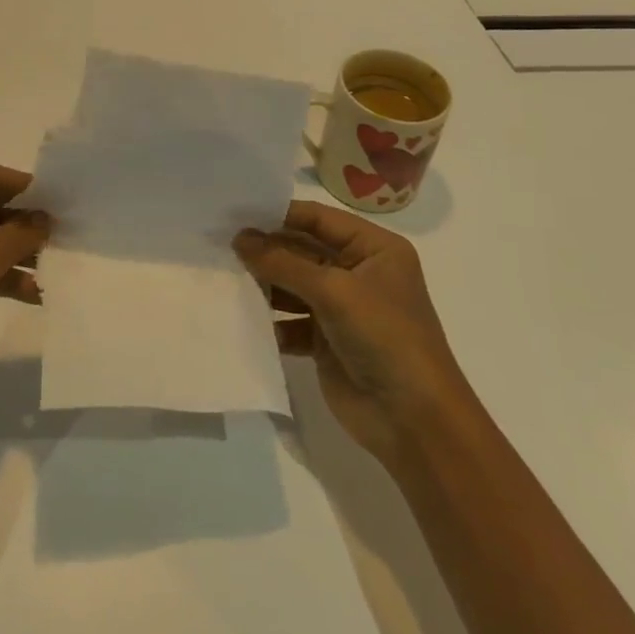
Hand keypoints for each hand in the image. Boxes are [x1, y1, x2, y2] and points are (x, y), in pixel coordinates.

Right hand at [234, 201, 460, 469]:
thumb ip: (284, 263)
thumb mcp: (334, 291)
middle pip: (303, 250)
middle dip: (266, 249)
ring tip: (224, 275)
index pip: (319, 219)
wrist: (414, 422)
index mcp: (375, 248)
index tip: (236, 211)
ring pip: (293, 285)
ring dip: (264, 283)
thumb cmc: (385, 337)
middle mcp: (358, 272)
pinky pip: (290, 320)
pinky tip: (239, 314)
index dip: (279, 214)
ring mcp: (342, 308)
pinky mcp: (326, 341)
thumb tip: (239, 238)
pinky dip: (269, 319)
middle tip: (220, 243)